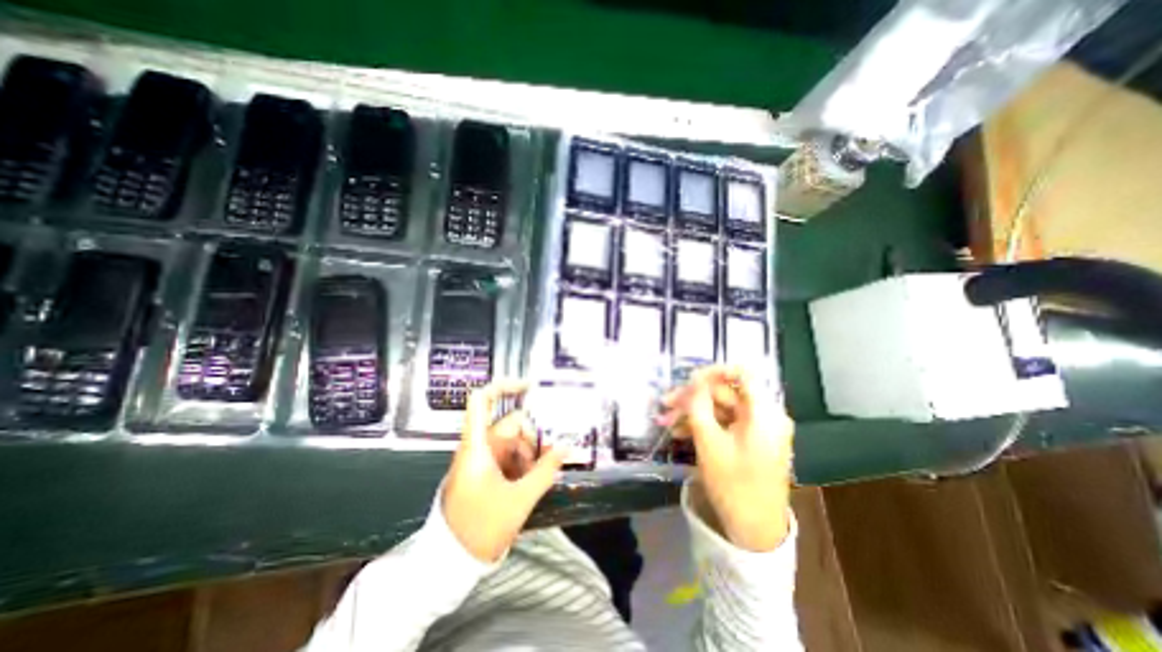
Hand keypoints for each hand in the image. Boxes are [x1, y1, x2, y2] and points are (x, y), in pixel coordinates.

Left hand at [442, 379, 566, 561]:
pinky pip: (509, 456)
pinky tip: (533, 479)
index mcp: (477, 447)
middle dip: (533, 437)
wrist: (450, 563)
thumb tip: (566, 447)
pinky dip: (523, 462)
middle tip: (551, 456)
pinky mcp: (484, 471)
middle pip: (510, 424)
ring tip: (540, 475)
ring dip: (530, 453)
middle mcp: (477, 447)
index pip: (482, 401)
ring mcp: (480, 459)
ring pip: (513, 442)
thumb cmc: (481, 529)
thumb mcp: (519, 500)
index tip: (529, 386)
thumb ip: (546, 471)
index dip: (504, 386)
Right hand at [658, 368, 795, 549]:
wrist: (755, 532)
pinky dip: (704, 425)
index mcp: (764, 413)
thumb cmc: (733, 485)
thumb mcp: (709, 443)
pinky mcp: (750, 441)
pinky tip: (680, 432)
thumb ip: (698, 406)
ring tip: (666, 422)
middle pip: (725, 393)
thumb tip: (693, 381)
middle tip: (665, 405)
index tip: (689, 379)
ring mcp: (758, 429)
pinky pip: (725, 424)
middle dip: (693, 398)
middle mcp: (765, 416)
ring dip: (693, 413)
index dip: (714, 371)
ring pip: (721, 409)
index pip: (742, 374)